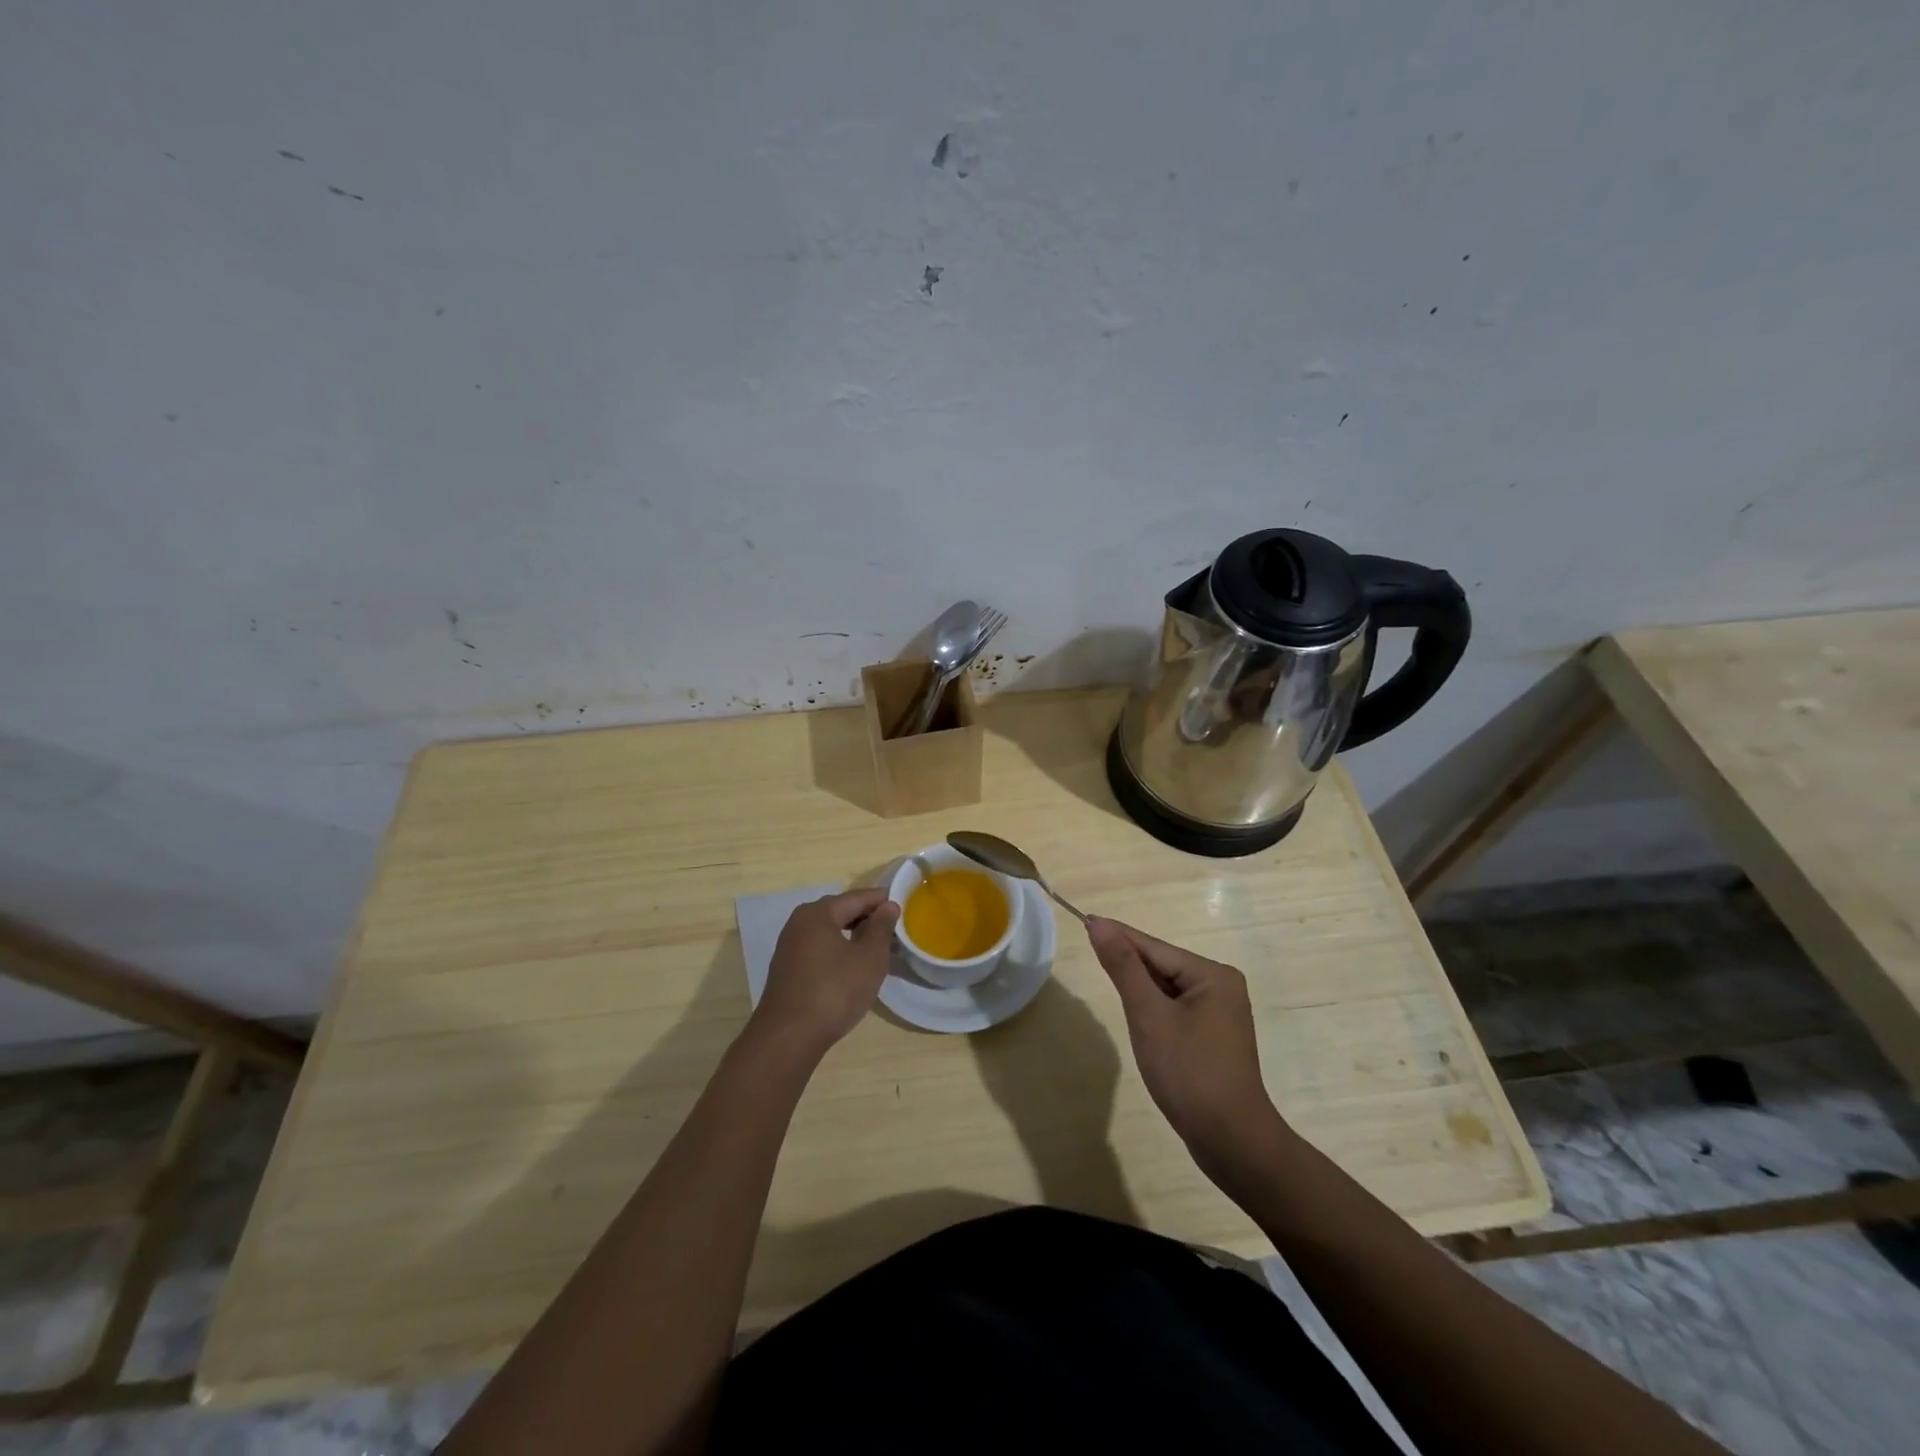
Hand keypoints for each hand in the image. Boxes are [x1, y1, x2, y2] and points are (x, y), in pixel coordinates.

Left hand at [751, 888, 899, 1054]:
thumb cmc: (834, 991)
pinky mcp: (787, 969)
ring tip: (879, 950)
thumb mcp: (869, 958)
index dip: (882, 900)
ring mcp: (790, 946)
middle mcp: (800, 922)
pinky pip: (819, 949)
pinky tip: (853, 967)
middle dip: (868, 919)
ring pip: (830, 931)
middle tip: (895, 930)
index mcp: (818, 913)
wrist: (788, 1038)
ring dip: (854, 936)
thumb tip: (888, 906)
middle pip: (841, 911)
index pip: (857, 897)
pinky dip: (839, 951)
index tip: (904, 906)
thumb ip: (881, 927)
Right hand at [1086, 917, 1281, 1163]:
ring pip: (1167, 989)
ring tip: (1105, 976)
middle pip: (1161, 965)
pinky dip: (1152, 1009)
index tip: (1084, 919)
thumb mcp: (1149, 1016)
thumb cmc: (1189, 1073)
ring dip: (1138, 988)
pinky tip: (1135, 1014)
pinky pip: (1175, 1009)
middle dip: (1127, 963)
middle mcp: (1221, 986)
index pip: (1153, 947)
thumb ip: (1123, 967)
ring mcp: (1220, 1013)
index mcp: (1212, 975)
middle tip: (1088, 949)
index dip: (1117, 935)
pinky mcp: (1213, 1037)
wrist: (1232, 1142)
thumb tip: (1099, 924)